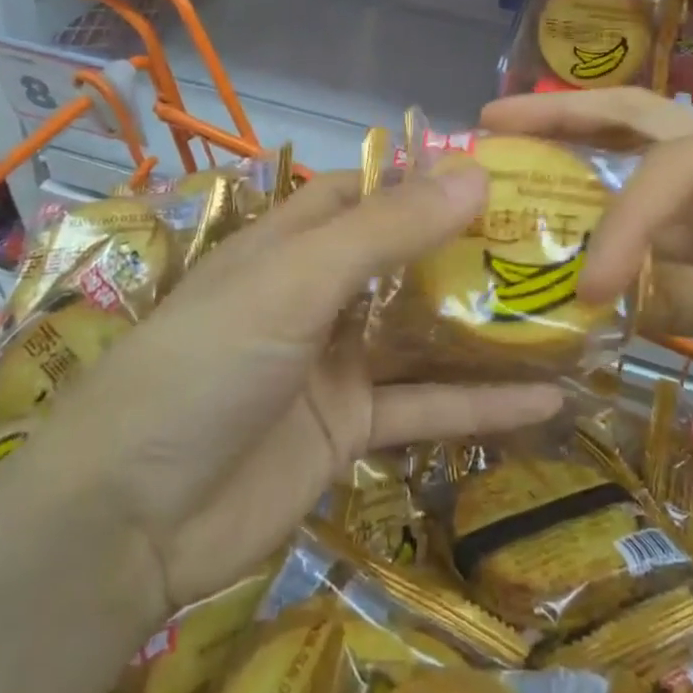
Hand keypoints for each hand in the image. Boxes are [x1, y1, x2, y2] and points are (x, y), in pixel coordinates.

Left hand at [29, 165, 562, 612]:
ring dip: (485, 327)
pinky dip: (481, 405)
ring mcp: (336, 364)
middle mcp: (316, 295)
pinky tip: (547, 400)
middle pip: (403, 260)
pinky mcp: (350, 429)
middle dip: (468, 249)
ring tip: (563, 309)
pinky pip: (426, 407)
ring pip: (423, 334)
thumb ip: (386, 231)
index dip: (421, 176)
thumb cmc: (205, 364)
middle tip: (549, 237)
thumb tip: (476, 174)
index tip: (496, 171)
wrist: (130, 520)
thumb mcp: (296, 283)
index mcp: (291, 243)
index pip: (363, 190)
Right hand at [482, 89, 692, 413]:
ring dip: (575, 153)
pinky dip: (606, 212)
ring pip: (639, 156)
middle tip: (493, 119)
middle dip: (564, 118)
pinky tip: (561, 213)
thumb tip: (602, 299)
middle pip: (639, 120)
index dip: (619, 227)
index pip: (669, 171)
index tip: (586, 289)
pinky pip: (655, 210)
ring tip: (509, 147)